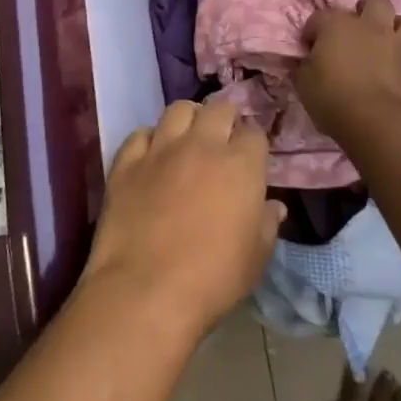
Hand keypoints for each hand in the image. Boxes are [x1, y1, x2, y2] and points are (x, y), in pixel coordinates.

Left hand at [84, 100, 284, 340]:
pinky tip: (152, 155)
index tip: (252, 158)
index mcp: (240, 166)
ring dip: (189, 118)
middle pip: (219, 109)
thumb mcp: (255, 260)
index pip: (254, 134)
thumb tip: (274, 206)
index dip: (254, 144)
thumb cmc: (212, 280)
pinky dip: (149, 139)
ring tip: (189, 136)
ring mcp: (161, 149)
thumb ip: (267, 225)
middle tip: (223, 138)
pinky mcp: (127, 161)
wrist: (146, 291)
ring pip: (178, 110)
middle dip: (226, 118)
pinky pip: (140, 135)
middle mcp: (202, 145)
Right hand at [295, 0, 400, 142]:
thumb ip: (305, 66)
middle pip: (376, 3)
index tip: (309, 47)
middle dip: (367, 9)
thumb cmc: (333, 99)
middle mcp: (373, 28)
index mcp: (338, 26)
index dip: (313, 30)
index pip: (320, 17)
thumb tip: (306, 61)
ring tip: (390, 44)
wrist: (377, 124)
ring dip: (400, 31)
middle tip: (357, 29)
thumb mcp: (303, 83)